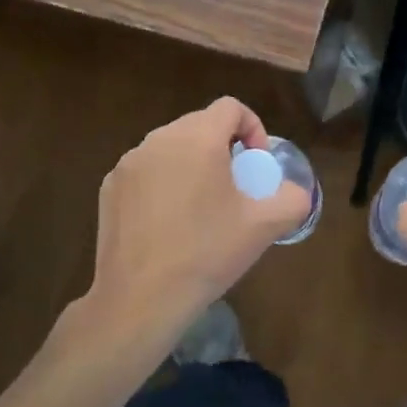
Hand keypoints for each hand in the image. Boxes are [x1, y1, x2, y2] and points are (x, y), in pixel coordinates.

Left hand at [76, 98, 310, 355]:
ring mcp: (129, 163)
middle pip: (199, 124)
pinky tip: (167, 222)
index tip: (256, 164)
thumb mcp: (263, 227)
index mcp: (198, 138)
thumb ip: (291, 199)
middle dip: (222, 147)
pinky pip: (145, 170)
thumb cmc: (206, 253)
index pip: (230, 107)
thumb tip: (296, 192)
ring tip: (200, 205)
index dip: (252, 127)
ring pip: (170, 147)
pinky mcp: (110, 187)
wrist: (140, 299)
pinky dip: (161, 183)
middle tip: (233, 186)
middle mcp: (160, 139)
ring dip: (191, 164)